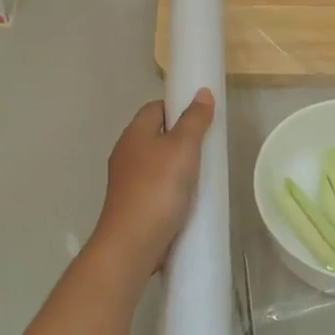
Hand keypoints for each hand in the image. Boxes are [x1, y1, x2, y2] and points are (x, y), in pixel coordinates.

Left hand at [90, 90, 214, 278]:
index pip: (155, 107)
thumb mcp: (183, 148)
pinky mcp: (132, 204)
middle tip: (208, 147)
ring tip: (203, 174)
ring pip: (156, 163)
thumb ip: (194, 120)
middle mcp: (126, 153)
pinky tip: (188, 199)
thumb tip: (201, 92)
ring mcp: (127, 181)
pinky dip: (171, 188)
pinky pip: (155, 186)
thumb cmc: (158, 188)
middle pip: (155, 135)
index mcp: (134, 134)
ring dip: (177, 165)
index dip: (178, 107)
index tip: (202, 118)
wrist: (133, 242)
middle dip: (180, 138)